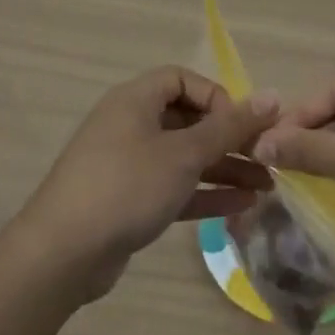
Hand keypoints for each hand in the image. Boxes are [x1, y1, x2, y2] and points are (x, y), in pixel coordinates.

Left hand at [14, 67, 278, 299]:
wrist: (61, 254)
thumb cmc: (126, 187)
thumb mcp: (184, 154)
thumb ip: (229, 127)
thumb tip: (273, 97)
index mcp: (136, 100)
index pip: (183, 80)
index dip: (216, 97)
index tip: (241, 125)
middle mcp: (131, 125)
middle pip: (188, 120)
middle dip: (229, 139)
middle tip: (267, 159)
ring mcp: (128, 164)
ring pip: (184, 157)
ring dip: (224, 168)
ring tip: (267, 187)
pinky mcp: (128, 201)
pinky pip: (174, 187)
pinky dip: (204, 193)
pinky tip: (242, 205)